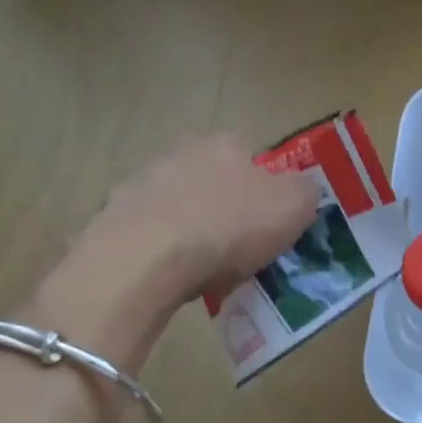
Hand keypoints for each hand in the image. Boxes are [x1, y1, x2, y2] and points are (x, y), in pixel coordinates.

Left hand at [93, 135, 320, 298]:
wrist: (147, 259)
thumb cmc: (229, 227)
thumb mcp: (294, 206)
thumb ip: (306, 191)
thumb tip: (302, 190)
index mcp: (224, 144)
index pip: (253, 160)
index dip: (267, 192)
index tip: (272, 225)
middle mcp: (180, 152)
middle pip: (216, 184)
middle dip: (229, 212)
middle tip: (243, 251)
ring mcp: (142, 184)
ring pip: (183, 210)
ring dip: (196, 233)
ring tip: (210, 272)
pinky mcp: (116, 218)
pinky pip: (155, 237)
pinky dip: (167, 254)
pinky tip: (178, 278)